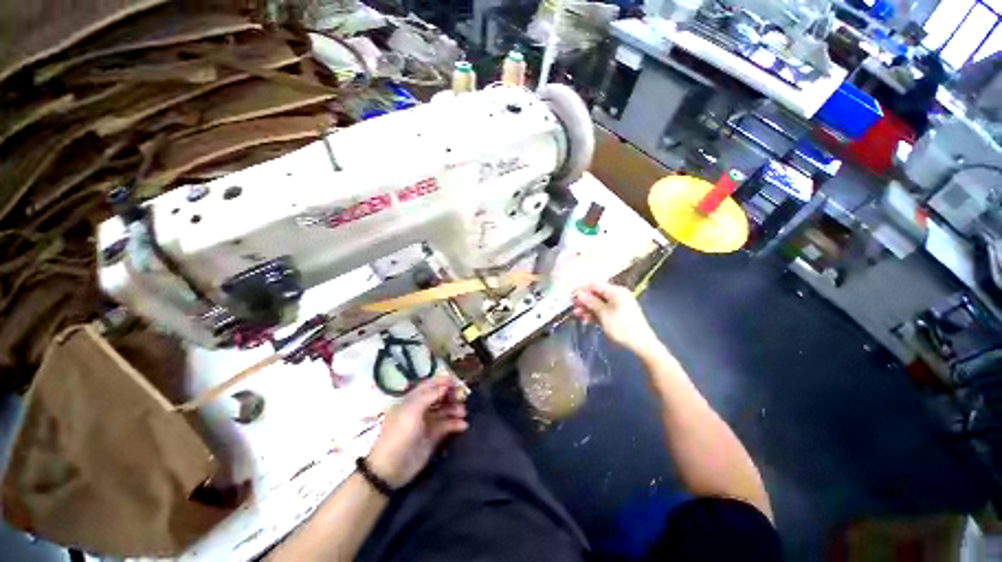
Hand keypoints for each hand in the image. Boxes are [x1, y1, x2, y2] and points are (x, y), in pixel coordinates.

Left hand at [367, 375, 467, 487]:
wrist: (392, 468)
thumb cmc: (400, 434)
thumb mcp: (412, 411)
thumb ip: (430, 396)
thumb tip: (445, 386)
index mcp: (412, 400)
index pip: (429, 385)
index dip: (441, 382)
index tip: (455, 381)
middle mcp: (421, 409)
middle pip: (439, 397)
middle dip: (451, 395)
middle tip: (462, 396)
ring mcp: (427, 423)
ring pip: (445, 411)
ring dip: (455, 409)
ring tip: (463, 412)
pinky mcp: (433, 437)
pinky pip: (447, 426)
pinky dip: (456, 424)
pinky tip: (463, 425)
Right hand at [573, 281, 660, 356]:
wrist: (641, 344)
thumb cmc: (622, 327)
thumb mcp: (604, 314)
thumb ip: (590, 302)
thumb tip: (578, 293)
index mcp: (616, 291)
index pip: (595, 285)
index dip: (582, 289)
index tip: (571, 297)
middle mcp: (617, 295)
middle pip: (596, 294)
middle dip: (584, 301)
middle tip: (574, 309)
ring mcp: (618, 304)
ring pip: (598, 303)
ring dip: (588, 309)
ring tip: (578, 317)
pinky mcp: (618, 313)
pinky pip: (604, 310)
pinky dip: (595, 314)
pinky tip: (587, 320)